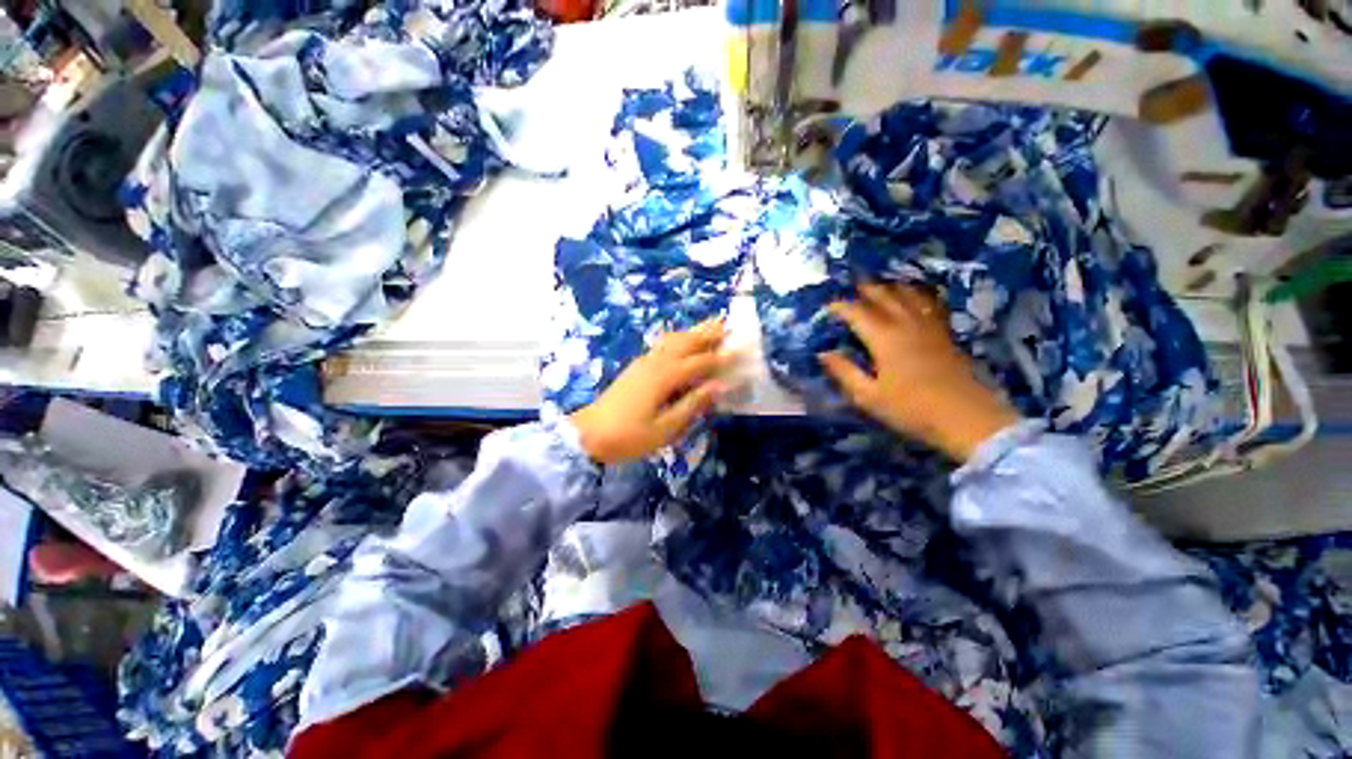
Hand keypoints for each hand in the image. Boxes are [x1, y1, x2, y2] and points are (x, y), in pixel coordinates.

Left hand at [570, 319, 727, 464]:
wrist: (589, 434)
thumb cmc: (630, 436)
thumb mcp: (666, 428)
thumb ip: (692, 405)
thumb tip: (718, 386)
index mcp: (664, 377)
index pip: (699, 362)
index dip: (720, 357)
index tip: (739, 351)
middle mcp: (655, 363)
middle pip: (685, 342)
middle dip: (706, 333)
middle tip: (727, 325)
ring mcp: (643, 362)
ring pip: (672, 340)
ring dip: (692, 332)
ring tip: (708, 326)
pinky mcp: (636, 367)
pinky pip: (662, 345)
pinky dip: (677, 339)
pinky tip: (681, 341)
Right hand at [820, 283, 1020, 461]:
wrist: (967, 418)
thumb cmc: (911, 409)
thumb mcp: (868, 397)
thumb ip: (845, 372)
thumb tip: (823, 354)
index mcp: (884, 339)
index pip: (858, 313)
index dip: (841, 307)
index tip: (827, 306)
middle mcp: (907, 325)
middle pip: (885, 297)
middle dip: (867, 289)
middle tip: (853, 285)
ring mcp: (930, 327)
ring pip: (910, 296)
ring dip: (893, 287)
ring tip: (883, 284)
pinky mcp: (946, 334)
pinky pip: (931, 305)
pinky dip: (920, 295)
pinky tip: (918, 297)